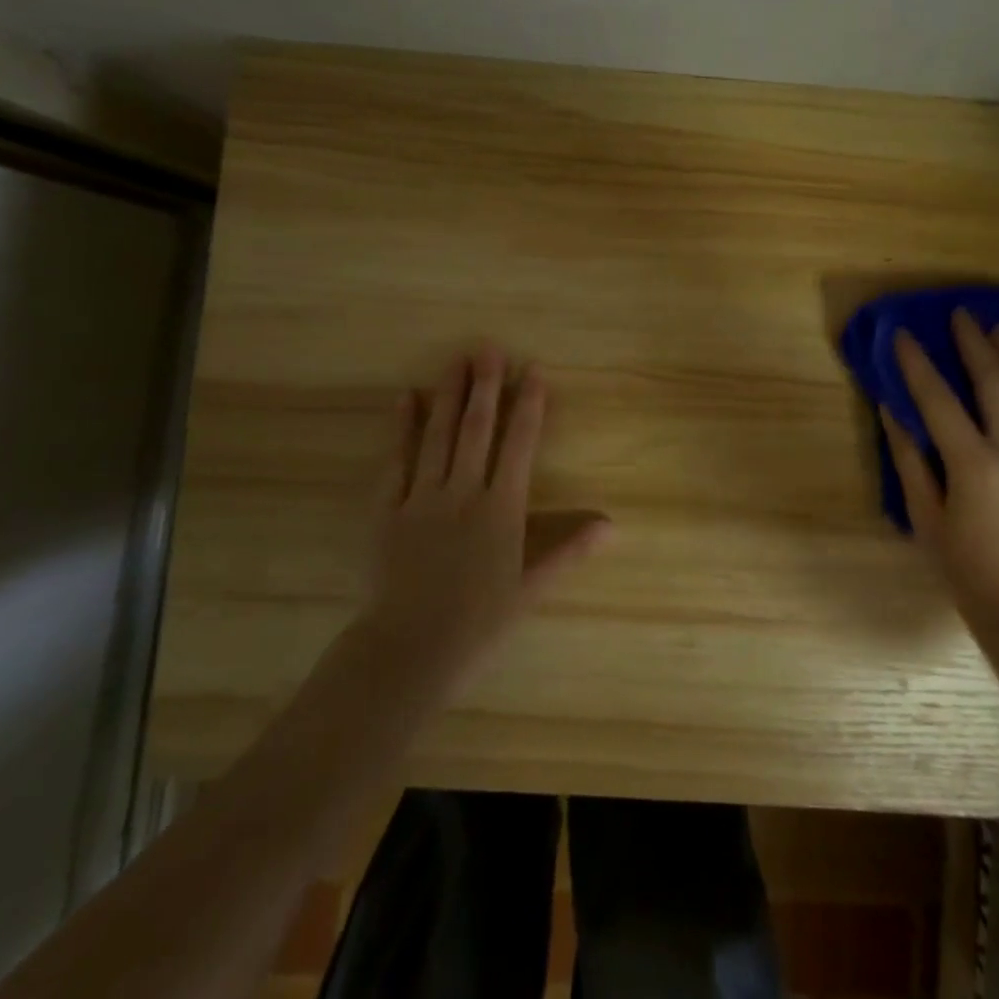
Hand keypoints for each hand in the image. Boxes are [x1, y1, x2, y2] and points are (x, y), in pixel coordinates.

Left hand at [361, 345, 608, 696]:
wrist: (408, 650)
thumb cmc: (478, 622)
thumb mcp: (531, 588)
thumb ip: (570, 550)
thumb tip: (612, 524)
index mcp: (501, 509)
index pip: (520, 445)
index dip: (529, 405)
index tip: (534, 371)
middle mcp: (464, 492)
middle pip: (477, 430)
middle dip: (487, 386)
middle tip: (490, 348)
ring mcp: (422, 498)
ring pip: (438, 436)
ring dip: (449, 395)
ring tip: (457, 359)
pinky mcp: (387, 510)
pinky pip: (395, 461)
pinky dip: (400, 428)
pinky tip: (405, 398)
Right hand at [882, 310, 998, 645]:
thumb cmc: (966, 569)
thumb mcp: (925, 518)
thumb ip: (908, 461)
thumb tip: (892, 412)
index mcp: (973, 465)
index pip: (939, 400)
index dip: (918, 364)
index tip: (903, 335)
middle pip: (996, 382)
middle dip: (975, 343)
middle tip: (961, 315)